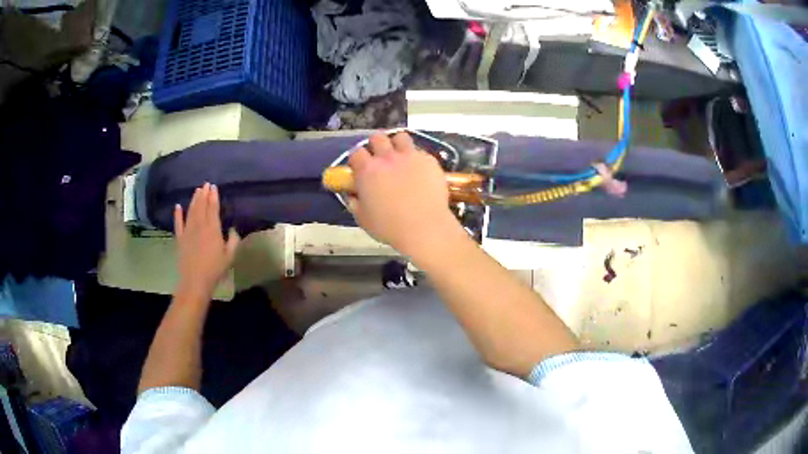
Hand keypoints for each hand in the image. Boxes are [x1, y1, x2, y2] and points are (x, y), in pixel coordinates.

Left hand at [174, 183, 240, 297]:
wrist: (195, 281)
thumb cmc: (215, 270)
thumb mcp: (230, 256)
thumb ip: (233, 241)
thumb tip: (233, 229)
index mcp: (213, 229)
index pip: (213, 208)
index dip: (213, 197)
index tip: (213, 187)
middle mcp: (200, 226)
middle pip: (201, 206)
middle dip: (203, 195)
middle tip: (205, 184)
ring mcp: (188, 231)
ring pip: (191, 211)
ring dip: (194, 200)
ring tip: (196, 191)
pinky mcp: (180, 238)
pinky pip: (178, 223)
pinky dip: (177, 214)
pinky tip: (177, 206)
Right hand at [348, 132, 460, 255]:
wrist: (425, 228)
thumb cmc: (390, 227)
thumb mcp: (363, 219)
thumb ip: (355, 203)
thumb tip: (352, 195)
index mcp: (367, 170)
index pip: (356, 152)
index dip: (357, 160)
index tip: (360, 168)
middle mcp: (387, 158)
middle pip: (377, 138)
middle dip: (376, 146)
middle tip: (380, 160)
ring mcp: (410, 156)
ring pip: (401, 137)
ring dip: (397, 145)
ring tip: (401, 158)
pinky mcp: (429, 160)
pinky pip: (420, 152)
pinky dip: (417, 159)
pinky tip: (420, 172)